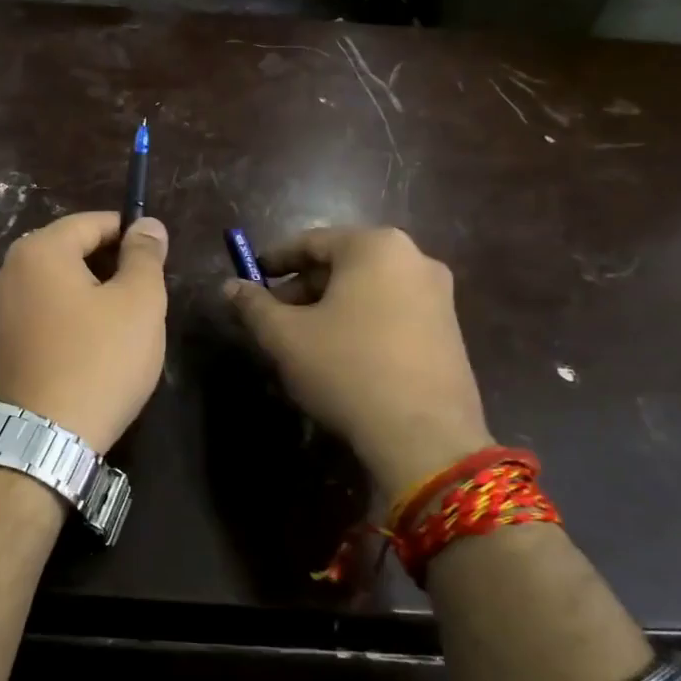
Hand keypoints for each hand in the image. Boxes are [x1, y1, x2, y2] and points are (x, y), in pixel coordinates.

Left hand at [0, 212, 168, 453]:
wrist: (44, 438)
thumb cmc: (99, 360)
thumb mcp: (139, 302)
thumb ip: (145, 256)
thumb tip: (147, 224)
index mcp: (39, 250)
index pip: (91, 222)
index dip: (129, 232)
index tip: (157, 255)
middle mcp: (9, 270)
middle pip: (69, 250)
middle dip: (109, 263)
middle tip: (145, 292)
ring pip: (55, 282)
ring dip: (90, 290)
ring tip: (123, 319)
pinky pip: (41, 311)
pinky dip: (69, 314)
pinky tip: (93, 343)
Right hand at [224, 227, 491, 498]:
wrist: (425, 437)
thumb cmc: (347, 370)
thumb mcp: (285, 337)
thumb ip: (253, 305)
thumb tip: (229, 286)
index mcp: (375, 246)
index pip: (310, 242)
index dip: (274, 261)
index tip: (250, 280)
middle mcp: (414, 258)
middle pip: (341, 264)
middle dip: (302, 289)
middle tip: (272, 318)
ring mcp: (439, 295)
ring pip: (367, 291)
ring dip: (329, 308)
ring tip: (302, 342)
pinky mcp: (450, 331)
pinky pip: (392, 312)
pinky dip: (360, 324)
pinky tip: (341, 357)